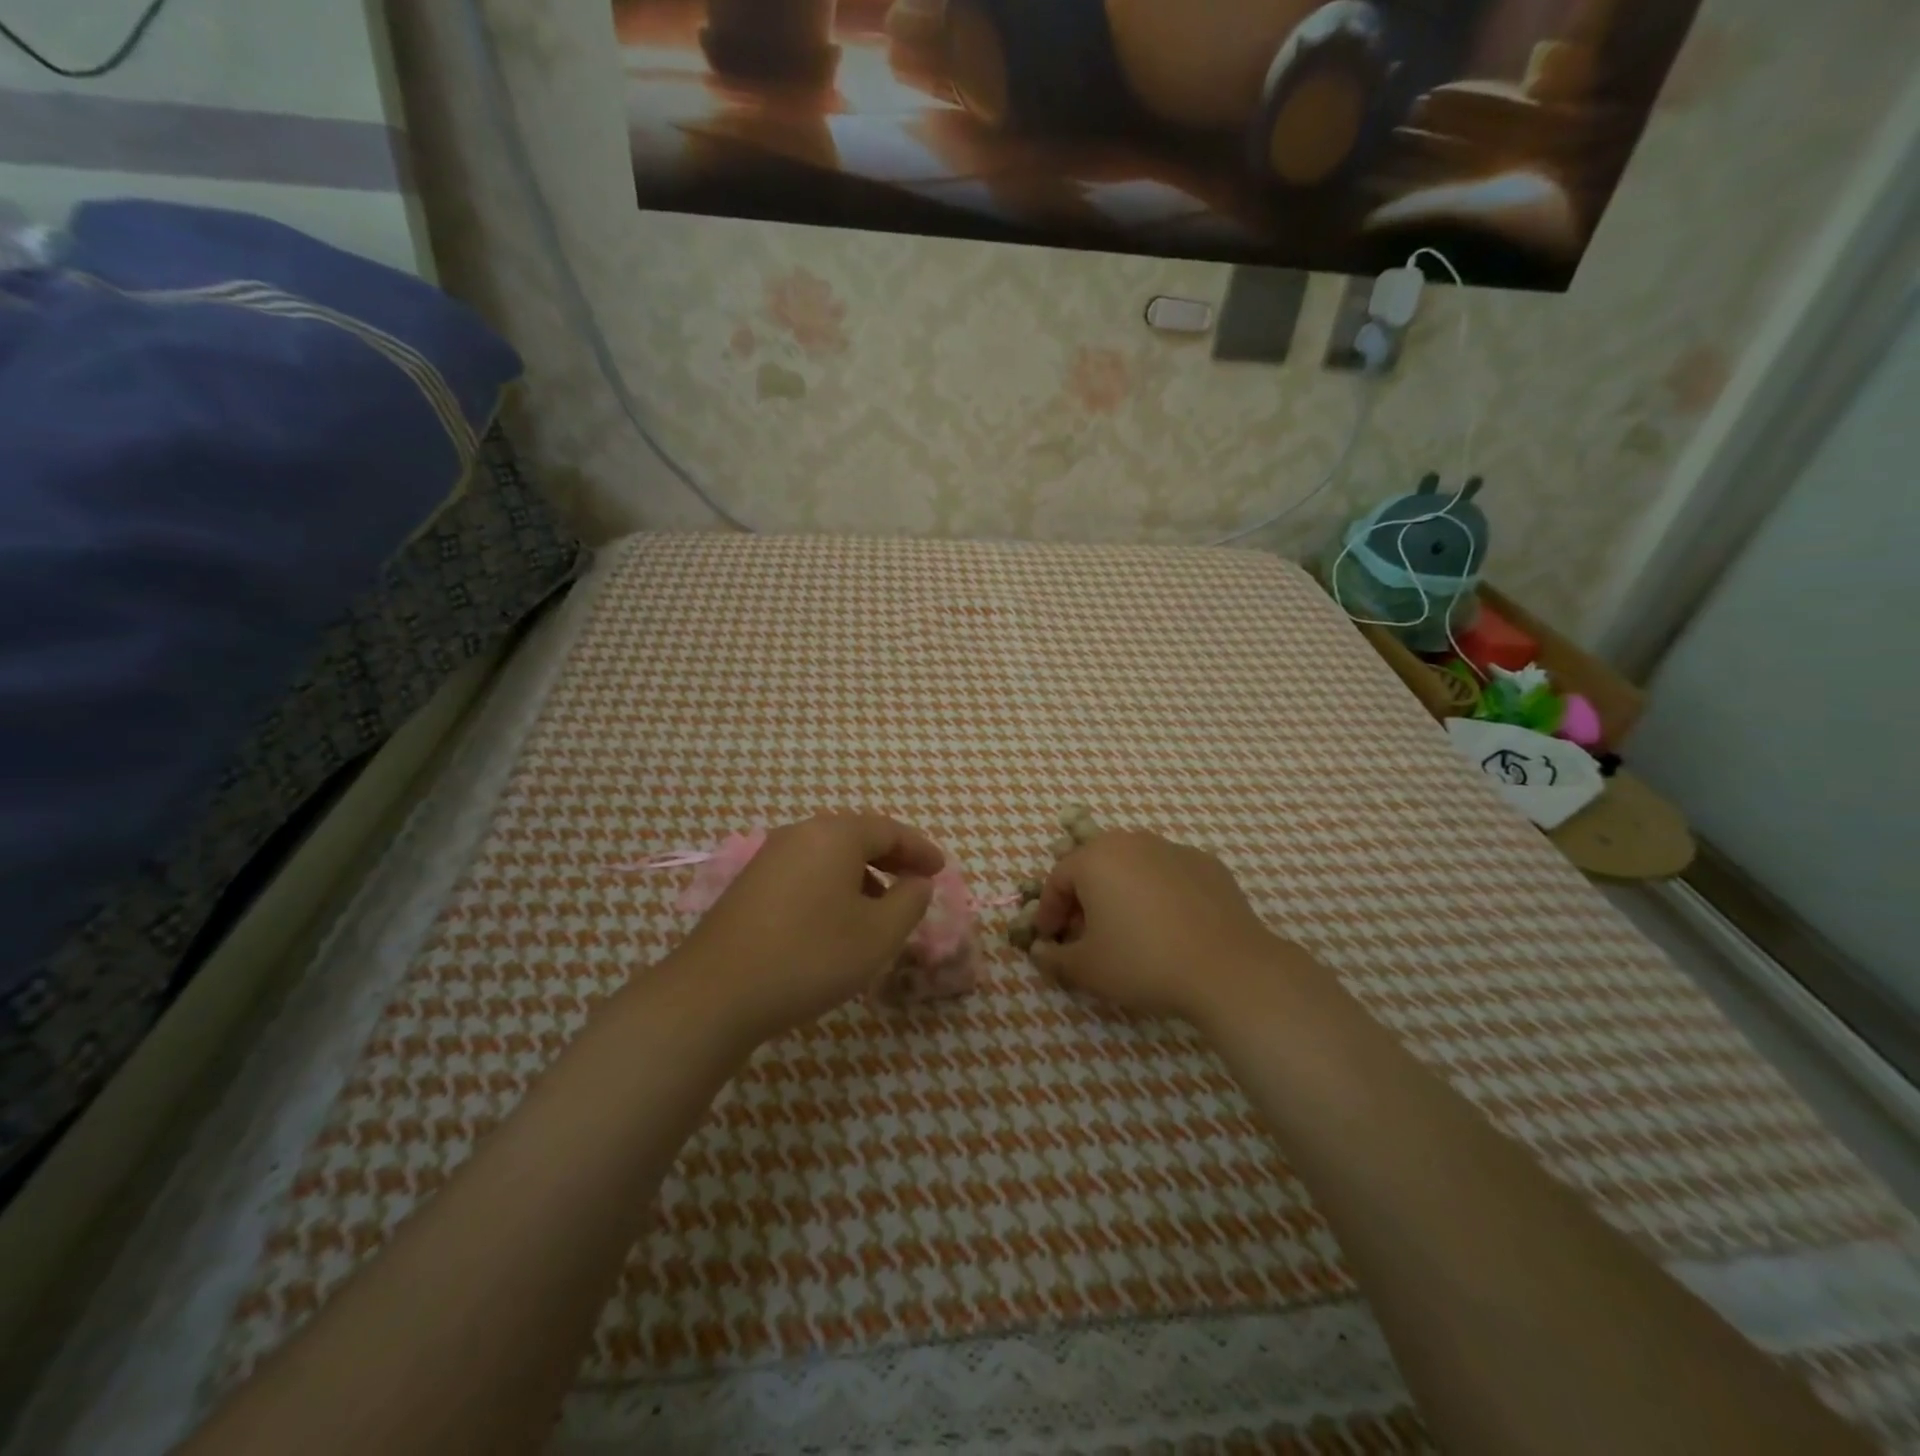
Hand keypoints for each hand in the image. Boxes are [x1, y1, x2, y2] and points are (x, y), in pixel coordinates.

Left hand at [671, 813, 943, 1046]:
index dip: (920, 849)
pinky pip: (806, 873)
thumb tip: (917, 883)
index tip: (940, 870)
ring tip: (880, 911)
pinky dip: (833, 888)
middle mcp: (800, 834)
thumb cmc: (810, 956)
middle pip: (857, 837)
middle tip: (915, 885)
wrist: (716, 993)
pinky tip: (836, 923)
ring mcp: (770, 858)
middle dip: (891, 860)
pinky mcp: (750, 885)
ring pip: (829, 856)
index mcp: (835, 835)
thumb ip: (910, 901)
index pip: (889, 830)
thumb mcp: (878, 934)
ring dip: (862, 876)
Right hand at [1031, 831, 1303, 1025]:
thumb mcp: (1087, 969)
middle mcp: (1132, 841)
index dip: (1049, 911)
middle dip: (1083, 898)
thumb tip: (1040, 951)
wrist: (1227, 968)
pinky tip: (1168, 926)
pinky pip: (1168, 875)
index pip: (1057, 879)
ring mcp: (1173, 849)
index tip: (1049, 939)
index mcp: (1095, 858)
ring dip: (1120, 892)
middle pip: (1095, 866)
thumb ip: (1054, 957)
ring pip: (1133, 866)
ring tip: (1126, 929)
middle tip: (1084, 934)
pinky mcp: (1207, 864)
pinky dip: (1158, 894)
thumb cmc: (1143, 962)